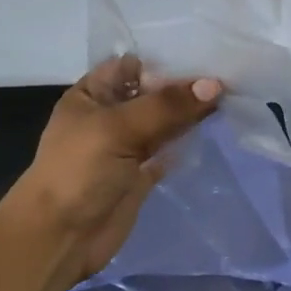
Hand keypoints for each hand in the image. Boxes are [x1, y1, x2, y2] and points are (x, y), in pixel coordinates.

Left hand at [10, 56, 221, 286]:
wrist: (60, 236)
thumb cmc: (79, 171)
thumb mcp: (117, 128)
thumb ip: (165, 106)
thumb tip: (213, 85)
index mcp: (92, 94)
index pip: (131, 65)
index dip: (164, 60)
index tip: (205, 54)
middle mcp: (109, 115)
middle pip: (151, 93)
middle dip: (184, 86)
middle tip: (228, 75)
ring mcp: (126, 146)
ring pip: (163, 121)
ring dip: (189, 112)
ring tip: (230, 97)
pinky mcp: (141, 174)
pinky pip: (168, 149)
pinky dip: (187, 141)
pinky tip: (214, 128)